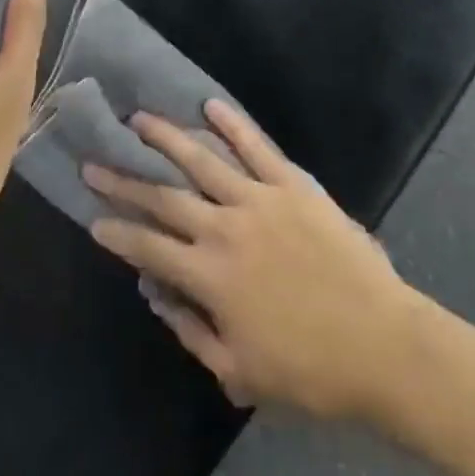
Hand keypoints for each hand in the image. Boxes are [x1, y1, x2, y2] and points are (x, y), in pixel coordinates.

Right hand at [85, 101, 411, 419]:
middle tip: (95, 160)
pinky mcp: (292, 185)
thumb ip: (191, 330)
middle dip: (125, 179)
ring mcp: (259, 200)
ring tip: (139, 119)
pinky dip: (232, 124)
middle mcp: (225, 228)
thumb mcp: (239, 370)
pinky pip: (257, 147)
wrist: (382, 345)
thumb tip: (155, 293)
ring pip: (202, 160)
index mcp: (209, 276)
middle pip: (164, 197)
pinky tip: (210, 105)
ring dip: (167, 138)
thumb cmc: (310, 370)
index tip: (92, 216)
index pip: (148, 246)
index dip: (117, 231)